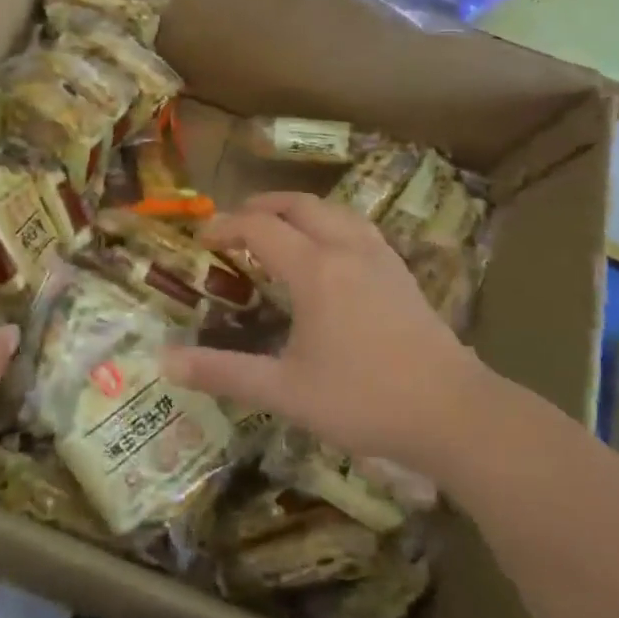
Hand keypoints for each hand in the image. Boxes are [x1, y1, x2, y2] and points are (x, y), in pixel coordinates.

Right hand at [164, 192, 490, 478]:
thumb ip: (224, 372)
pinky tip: (332, 250)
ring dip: (299, 209)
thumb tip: (165, 361)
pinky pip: (358, 227)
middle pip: (299, 205)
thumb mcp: (285, 391)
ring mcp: (379, 257)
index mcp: (314, 269)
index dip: (226, 226)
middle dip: (262, 205)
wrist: (453, 412)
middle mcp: (346, 249)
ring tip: (279, 227)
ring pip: (334, 210)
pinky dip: (331, 222)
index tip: (203, 238)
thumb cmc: (363, 400)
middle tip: (236, 224)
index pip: (259, 227)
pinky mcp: (401, 273)